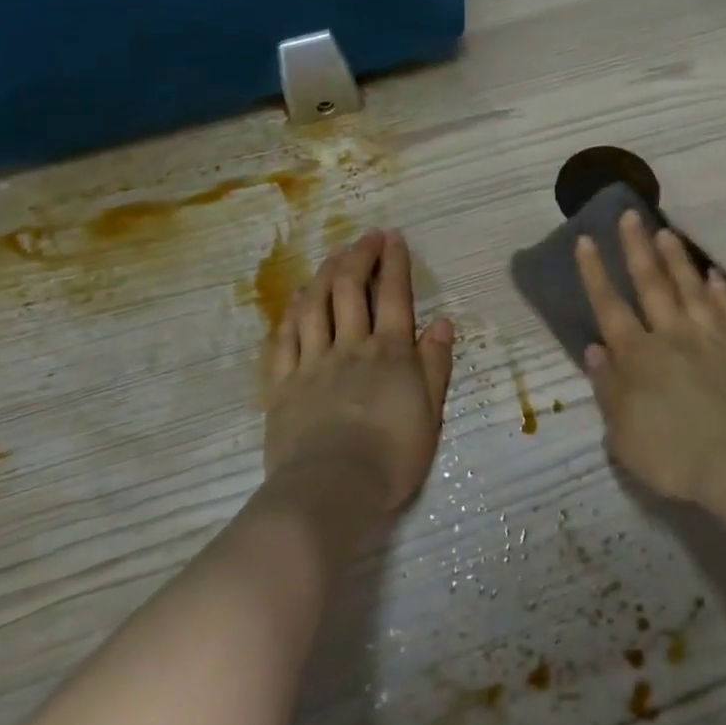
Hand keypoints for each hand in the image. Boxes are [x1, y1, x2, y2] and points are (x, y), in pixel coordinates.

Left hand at [263, 230, 455, 524]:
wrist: (333, 487)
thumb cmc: (392, 456)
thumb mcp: (430, 413)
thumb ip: (435, 365)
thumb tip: (442, 322)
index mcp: (390, 353)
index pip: (394, 296)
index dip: (394, 262)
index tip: (393, 237)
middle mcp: (351, 346)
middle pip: (351, 289)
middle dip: (359, 256)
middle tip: (365, 237)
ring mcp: (312, 362)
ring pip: (316, 305)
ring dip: (325, 275)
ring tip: (332, 256)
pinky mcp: (283, 383)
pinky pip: (285, 338)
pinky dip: (292, 313)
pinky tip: (297, 299)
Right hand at [576, 210, 725, 509]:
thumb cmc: (673, 457)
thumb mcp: (623, 434)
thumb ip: (607, 388)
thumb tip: (594, 349)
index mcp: (637, 357)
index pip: (609, 306)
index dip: (594, 273)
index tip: (586, 240)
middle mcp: (672, 337)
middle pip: (651, 284)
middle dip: (636, 248)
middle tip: (630, 214)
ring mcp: (712, 340)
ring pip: (690, 290)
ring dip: (676, 259)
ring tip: (666, 231)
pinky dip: (721, 291)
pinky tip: (714, 275)